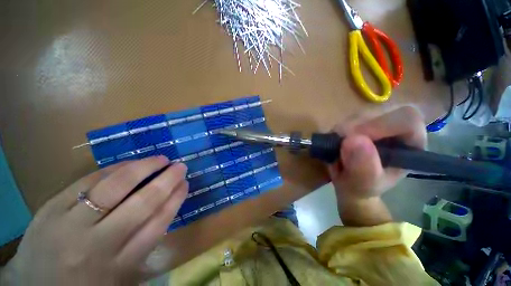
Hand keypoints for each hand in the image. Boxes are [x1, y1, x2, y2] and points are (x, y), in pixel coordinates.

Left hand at [1, 156, 187, 284]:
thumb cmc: (85, 283)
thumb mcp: (120, 276)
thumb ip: (143, 243)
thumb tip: (166, 207)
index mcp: (120, 265)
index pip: (158, 224)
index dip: (175, 200)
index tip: (186, 184)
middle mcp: (99, 245)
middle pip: (142, 204)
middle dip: (166, 181)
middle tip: (180, 166)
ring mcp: (71, 225)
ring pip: (116, 188)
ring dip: (144, 169)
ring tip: (160, 159)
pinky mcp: (51, 209)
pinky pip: (88, 182)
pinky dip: (113, 169)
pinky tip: (130, 163)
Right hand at [328, 106, 426, 225]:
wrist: (348, 182)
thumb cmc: (362, 187)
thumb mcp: (364, 185)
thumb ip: (364, 168)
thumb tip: (353, 140)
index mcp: (410, 143)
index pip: (406, 119)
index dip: (381, 125)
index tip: (355, 140)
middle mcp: (395, 128)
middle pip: (378, 113)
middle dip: (355, 130)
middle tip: (342, 148)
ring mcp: (375, 123)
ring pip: (358, 114)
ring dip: (342, 131)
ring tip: (339, 151)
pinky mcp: (358, 122)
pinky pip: (344, 119)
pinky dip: (336, 132)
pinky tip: (336, 145)